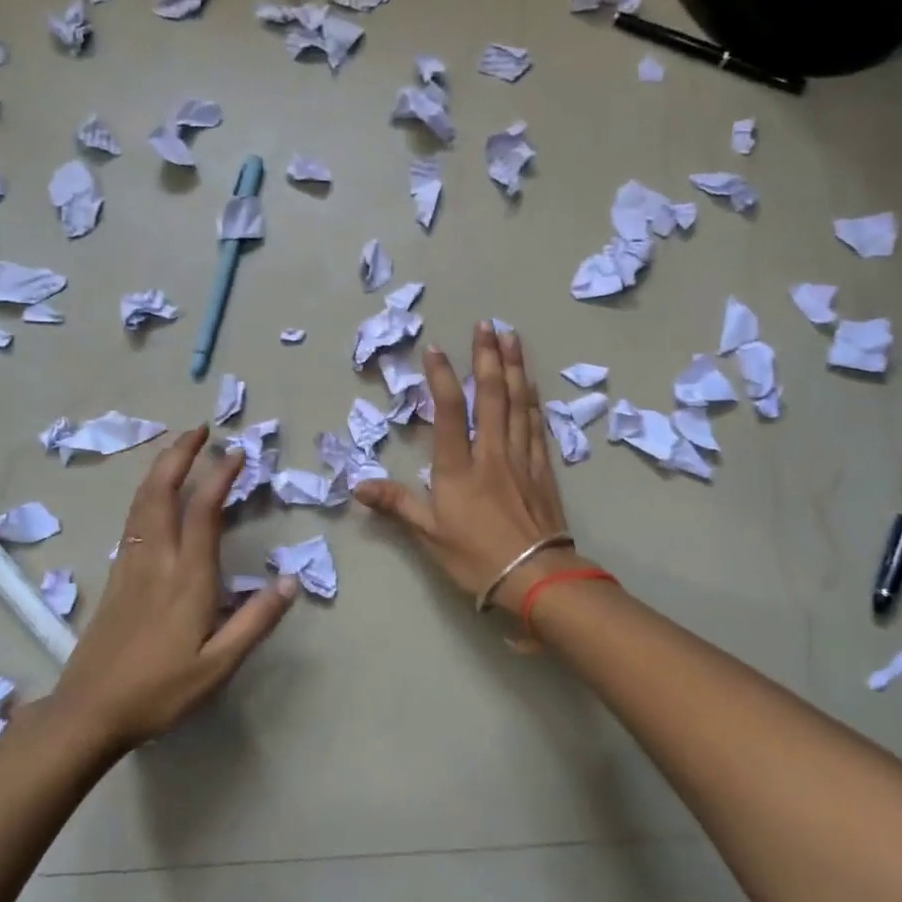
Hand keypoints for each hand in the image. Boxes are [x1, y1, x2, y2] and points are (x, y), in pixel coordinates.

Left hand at [46, 426, 296, 753]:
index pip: (203, 511)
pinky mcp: (115, 577)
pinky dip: (146, 494)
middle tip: (199, 429)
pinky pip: (132, 520)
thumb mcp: (219, 665)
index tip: (237, 451)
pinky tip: (154, 498)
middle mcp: (155, 560)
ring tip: (178, 449)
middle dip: (179, 455)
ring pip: (141, 503)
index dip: (220, 475)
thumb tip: (291, 581)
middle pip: (161, 492)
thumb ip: (256, 621)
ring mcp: (129, 566)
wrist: (88, 712)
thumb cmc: (159, 691)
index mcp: (186, 577)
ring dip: (160, 469)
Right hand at [354, 323, 587, 621]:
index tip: (436, 348)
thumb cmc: (477, 557)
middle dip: (487, 357)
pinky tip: (531, 385)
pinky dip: (533, 401)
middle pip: (490, 396)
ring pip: (518, 404)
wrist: (537, 577)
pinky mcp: (543, 470)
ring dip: (514, 368)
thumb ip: (396, 505)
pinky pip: (537, 426)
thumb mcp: (429, 535)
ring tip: (512, 338)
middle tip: (487, 324)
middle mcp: (491, 453)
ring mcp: (521, 459)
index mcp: (459, 468)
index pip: (448, 411)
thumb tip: (358, 486)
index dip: (441, 377)